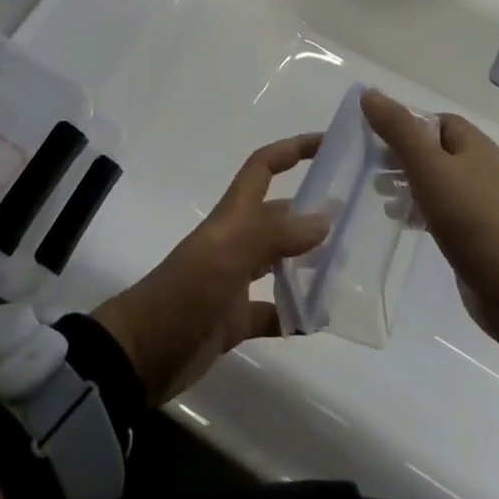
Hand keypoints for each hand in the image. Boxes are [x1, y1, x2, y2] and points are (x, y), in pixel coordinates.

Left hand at [92, 134, 329, 404]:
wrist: (141, 354)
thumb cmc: (184, 294)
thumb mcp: (227, 258)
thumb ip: (274, 236)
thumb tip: (325, 219)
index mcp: (232, 218)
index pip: (264, 167)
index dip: (292, 149)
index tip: (328, 143)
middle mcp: (236, 242)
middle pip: (279, 215)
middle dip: (313, 211)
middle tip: (358, 220)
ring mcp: (235, 281)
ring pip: (280, 261)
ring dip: (310, 262)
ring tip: (349, 267)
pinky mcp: (234, 319)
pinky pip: (273, 311)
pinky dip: (296, 314)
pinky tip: (320, 321)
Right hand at [361, 89, 498, 345]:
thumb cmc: (468, 217)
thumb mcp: (427, 167)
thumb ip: (397, 129)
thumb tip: (369, 93)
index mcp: (476, 145)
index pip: (435, 121)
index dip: (406, 126)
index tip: (377, 141)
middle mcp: (483, 167)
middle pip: (435, 150)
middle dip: (402, 157)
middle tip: (374, 171)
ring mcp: (484, 201)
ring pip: (438, 181)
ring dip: (409, 185)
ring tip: (383, 199)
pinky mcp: (480, 232)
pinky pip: (445, 209)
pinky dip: (422, 210)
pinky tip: (405, 223)